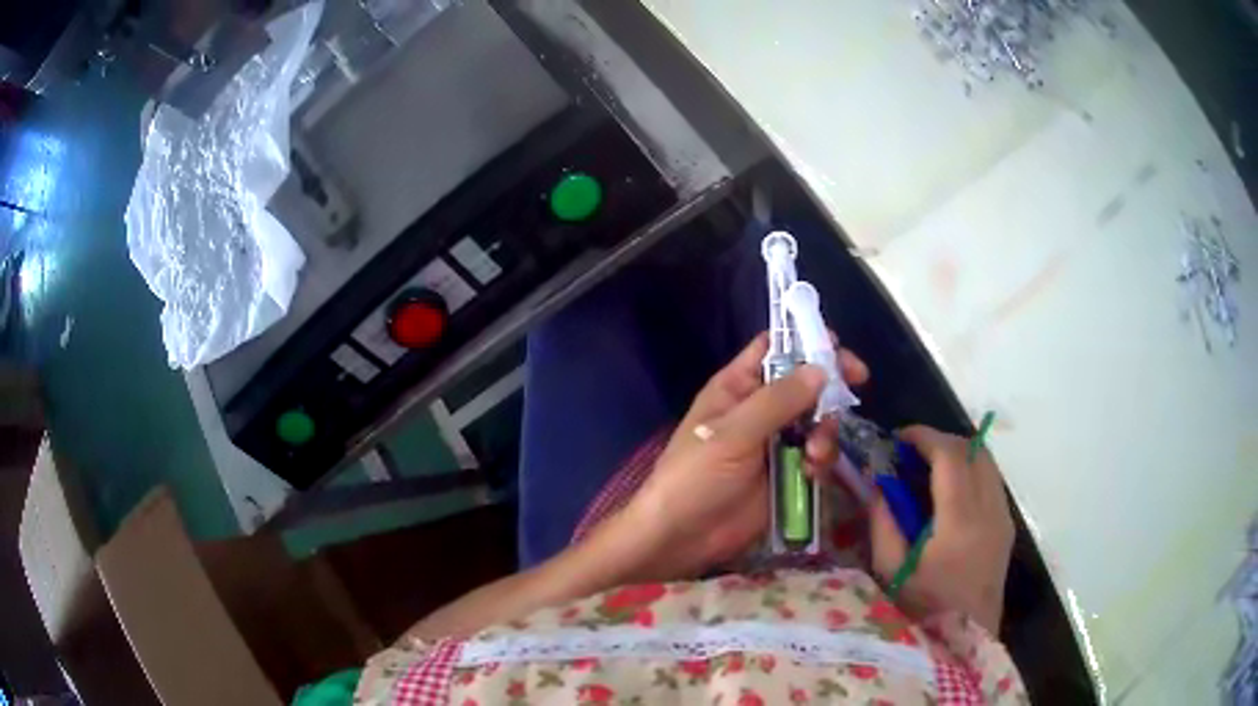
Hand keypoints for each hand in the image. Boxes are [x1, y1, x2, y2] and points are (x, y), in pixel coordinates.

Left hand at [619, 333, 868, 579]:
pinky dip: (820, 460)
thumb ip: (777, 401)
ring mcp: (775, 442)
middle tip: (857, 385)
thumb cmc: (695, 477)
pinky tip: (810, 472)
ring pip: (817, 420)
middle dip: (830, 386)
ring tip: (814, 453)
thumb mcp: (733, 434)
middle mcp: (760, 408)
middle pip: (806, 383)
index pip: (775, 348)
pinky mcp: (787, 473)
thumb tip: (821, 368)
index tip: (838, 348)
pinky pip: (816, 455)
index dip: (806, 341)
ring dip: (825, 431)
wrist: (683, 538)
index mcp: (737, 387)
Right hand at [870, 426, 1014, 634]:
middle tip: (910, 453)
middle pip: (975, 450)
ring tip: (927, 471)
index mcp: (961, 521)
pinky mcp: (1006, 529)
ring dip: (958, 456)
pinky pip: (991, 483)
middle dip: (942, 441)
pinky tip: (947, 496)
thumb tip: (879, 484)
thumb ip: (884, 522)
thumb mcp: (890, 572)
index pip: (950, 455)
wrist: (963, 644)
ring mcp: (1003, 519)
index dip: (924, 437)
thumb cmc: (922, 613)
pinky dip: (970, 474)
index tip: (898, 438)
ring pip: (987, 463)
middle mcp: (990, 511)